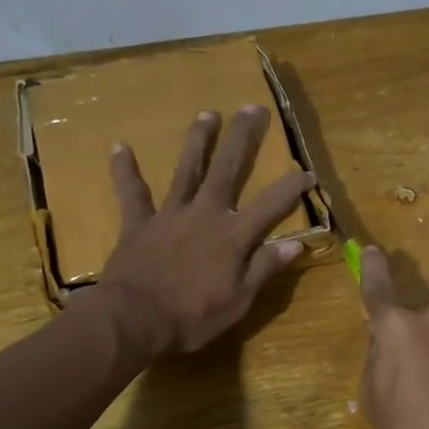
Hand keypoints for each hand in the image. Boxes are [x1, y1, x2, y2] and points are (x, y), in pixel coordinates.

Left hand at [97, 107, 315, 355]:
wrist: (133, 320)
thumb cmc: (192, 317)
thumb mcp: (239, 301)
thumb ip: (265, 268)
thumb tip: (295, 244)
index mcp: (234, 235)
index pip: (272, 204)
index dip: (293, 186)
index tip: (309, 171)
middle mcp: (205, 214)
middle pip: (228, 169)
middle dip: (242, 138)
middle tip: (252, 108)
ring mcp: (170, 215)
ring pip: (187, 170)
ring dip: (198, 141)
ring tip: (207, 113)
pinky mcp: (139, 224)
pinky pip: (132, 193)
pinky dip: (125, 171)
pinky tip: (119, 146)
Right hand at [358, 247, 428, 428]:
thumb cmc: (413, 427)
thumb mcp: (374, 399)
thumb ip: (377, 360)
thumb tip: (387, 347)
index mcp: (397, 325)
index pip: (378, 288)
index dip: (373, 268)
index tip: (372, 251)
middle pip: (414, 321)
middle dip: (411, 341)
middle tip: (411, 381)